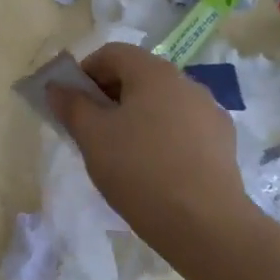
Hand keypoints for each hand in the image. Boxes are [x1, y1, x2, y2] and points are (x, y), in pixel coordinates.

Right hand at [47, 43, 251, 240]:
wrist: (206, 226)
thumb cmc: (140, 170)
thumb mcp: (92, 137)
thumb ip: (71, 105)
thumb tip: (56, 86)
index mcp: (154, 72)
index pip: (112, 53)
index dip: (85, 72)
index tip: (73, 104)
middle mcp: (186, 83)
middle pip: (138, 76)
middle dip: (109, 96)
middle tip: (91, 130)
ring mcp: (210, 113)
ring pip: (161, 103)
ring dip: (136, 117)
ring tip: (121, 153)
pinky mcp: (223, 143)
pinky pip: (182, 127)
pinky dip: (162, 136)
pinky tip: (154, 169)